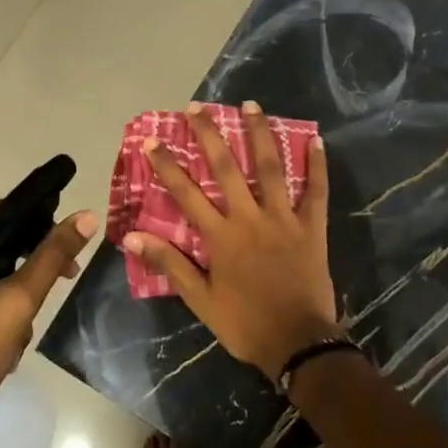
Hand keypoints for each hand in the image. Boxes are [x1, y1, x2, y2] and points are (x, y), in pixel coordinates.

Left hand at [0, 202, 96, 432]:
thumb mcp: (17, 301)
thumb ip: (52, 256)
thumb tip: (85, 216)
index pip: (0, 213)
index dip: (40, 224)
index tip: (69, 249)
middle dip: (29, 269)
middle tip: (61, 283)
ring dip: (14, 298)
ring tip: (21, 332)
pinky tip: (5, 343)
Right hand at [123, 101, 337, 379]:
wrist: (298, 342)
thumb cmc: (245, 323)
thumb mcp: (200, 299)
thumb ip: (169, 263)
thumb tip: (131, 237)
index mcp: (220, 236)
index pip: (186, 194)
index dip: (167, 166)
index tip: (153, 141)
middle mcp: (250, 218)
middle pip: (226, 169)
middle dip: (209, 135)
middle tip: (196, 108)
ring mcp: (284, 219)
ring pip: (271, 168)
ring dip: (259, 134)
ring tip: (251, 105)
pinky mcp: (312, 228)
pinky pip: (316, 191)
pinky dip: (316, 165)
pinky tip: (316, 140)